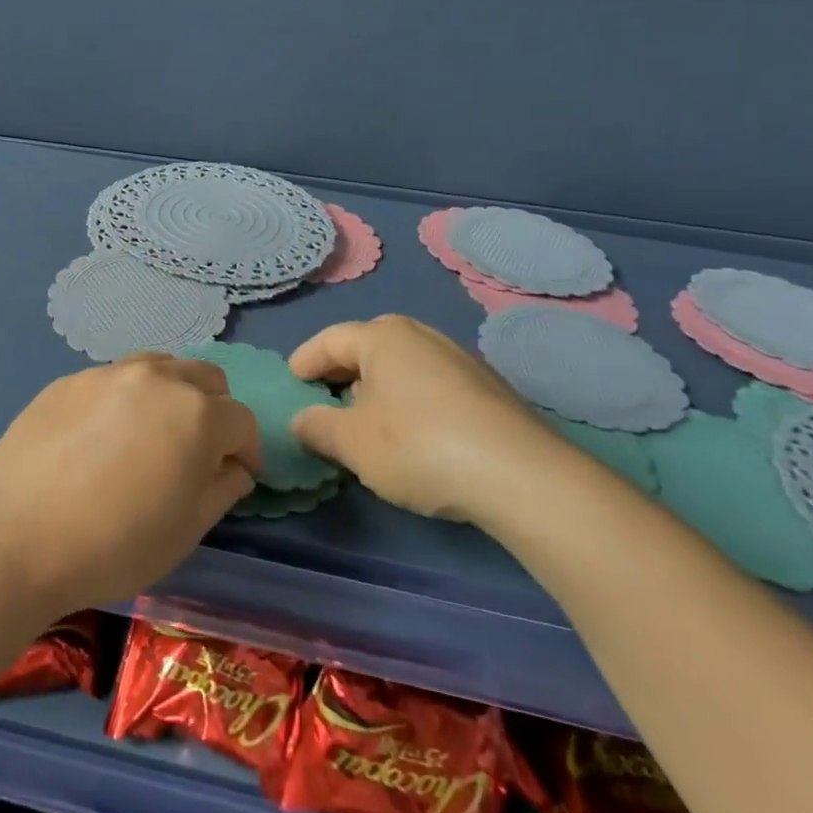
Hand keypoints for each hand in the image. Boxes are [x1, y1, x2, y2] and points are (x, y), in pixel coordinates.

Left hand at [0, 355, 260, 617]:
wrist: (14, 535)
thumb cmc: (113, 544)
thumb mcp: (186, 531)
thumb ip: (222, 489)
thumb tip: (235, 467)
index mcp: (197, 413)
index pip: (242, 420)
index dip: (247, 451)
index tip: (238, 476)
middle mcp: (157, 378)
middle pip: (206, 378)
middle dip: (215, 411)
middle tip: (197, 450)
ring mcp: (107, 372)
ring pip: (159, 367)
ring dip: (170, 393)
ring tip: (151, 432)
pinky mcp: (68, 379)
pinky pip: (112, 379)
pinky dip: (124, 398)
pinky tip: (100, 436)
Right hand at [287, 315, 576, 523]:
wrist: (521, 476)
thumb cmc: (418, 446)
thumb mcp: (351, 442)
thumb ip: (316, 426)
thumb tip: (302, 420)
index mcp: (382, 336)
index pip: (329, 341)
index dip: (304, 362)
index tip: (291, 384)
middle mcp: (421, 336)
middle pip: (366, 349)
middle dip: (340, 375)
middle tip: (324, 403)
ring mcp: (460, 360)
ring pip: (401, 368)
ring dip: (377, 390)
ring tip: (366, 424)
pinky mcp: (488, 390)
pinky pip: (430, 386)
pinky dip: (410, 402)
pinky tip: (413, 437)